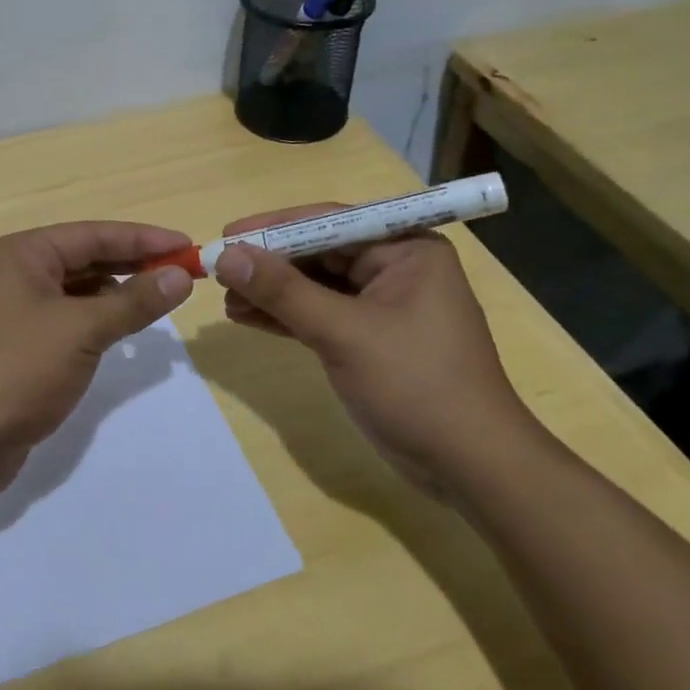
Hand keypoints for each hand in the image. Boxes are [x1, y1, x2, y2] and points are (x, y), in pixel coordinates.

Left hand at [0, 222, 196, 496]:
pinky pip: (66, 320)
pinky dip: (96, 320)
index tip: (188, 246)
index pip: (94, 235)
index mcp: (22, 254)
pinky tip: (123, 331)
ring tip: (160, 300)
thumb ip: (134, 301)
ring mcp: (12, 311)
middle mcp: (14, 273)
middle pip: (84, 258)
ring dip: (116, 294)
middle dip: (133, 265)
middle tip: (182, 274)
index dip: (144, 239)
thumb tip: (181, 275)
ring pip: (76, 291)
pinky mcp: (16, 346)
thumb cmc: (18, 370)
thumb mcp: (82, 330)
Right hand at [214, 204, 543, 494]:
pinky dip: (285, 316)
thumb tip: (226, 256)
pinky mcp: (369, 338)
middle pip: (318, 252)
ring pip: (314, 286)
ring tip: (225, 299)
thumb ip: (283, 291)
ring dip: (271, 292)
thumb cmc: (416, 385)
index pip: (329, 222)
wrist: (471, 466)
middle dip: (268, 263)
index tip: (226, 235)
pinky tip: (247, 317)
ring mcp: (382, 305)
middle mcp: (395, 267)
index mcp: (405, 249)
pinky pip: (319, 315)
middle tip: (218, 270)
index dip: (273, 228)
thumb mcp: (344, 333)